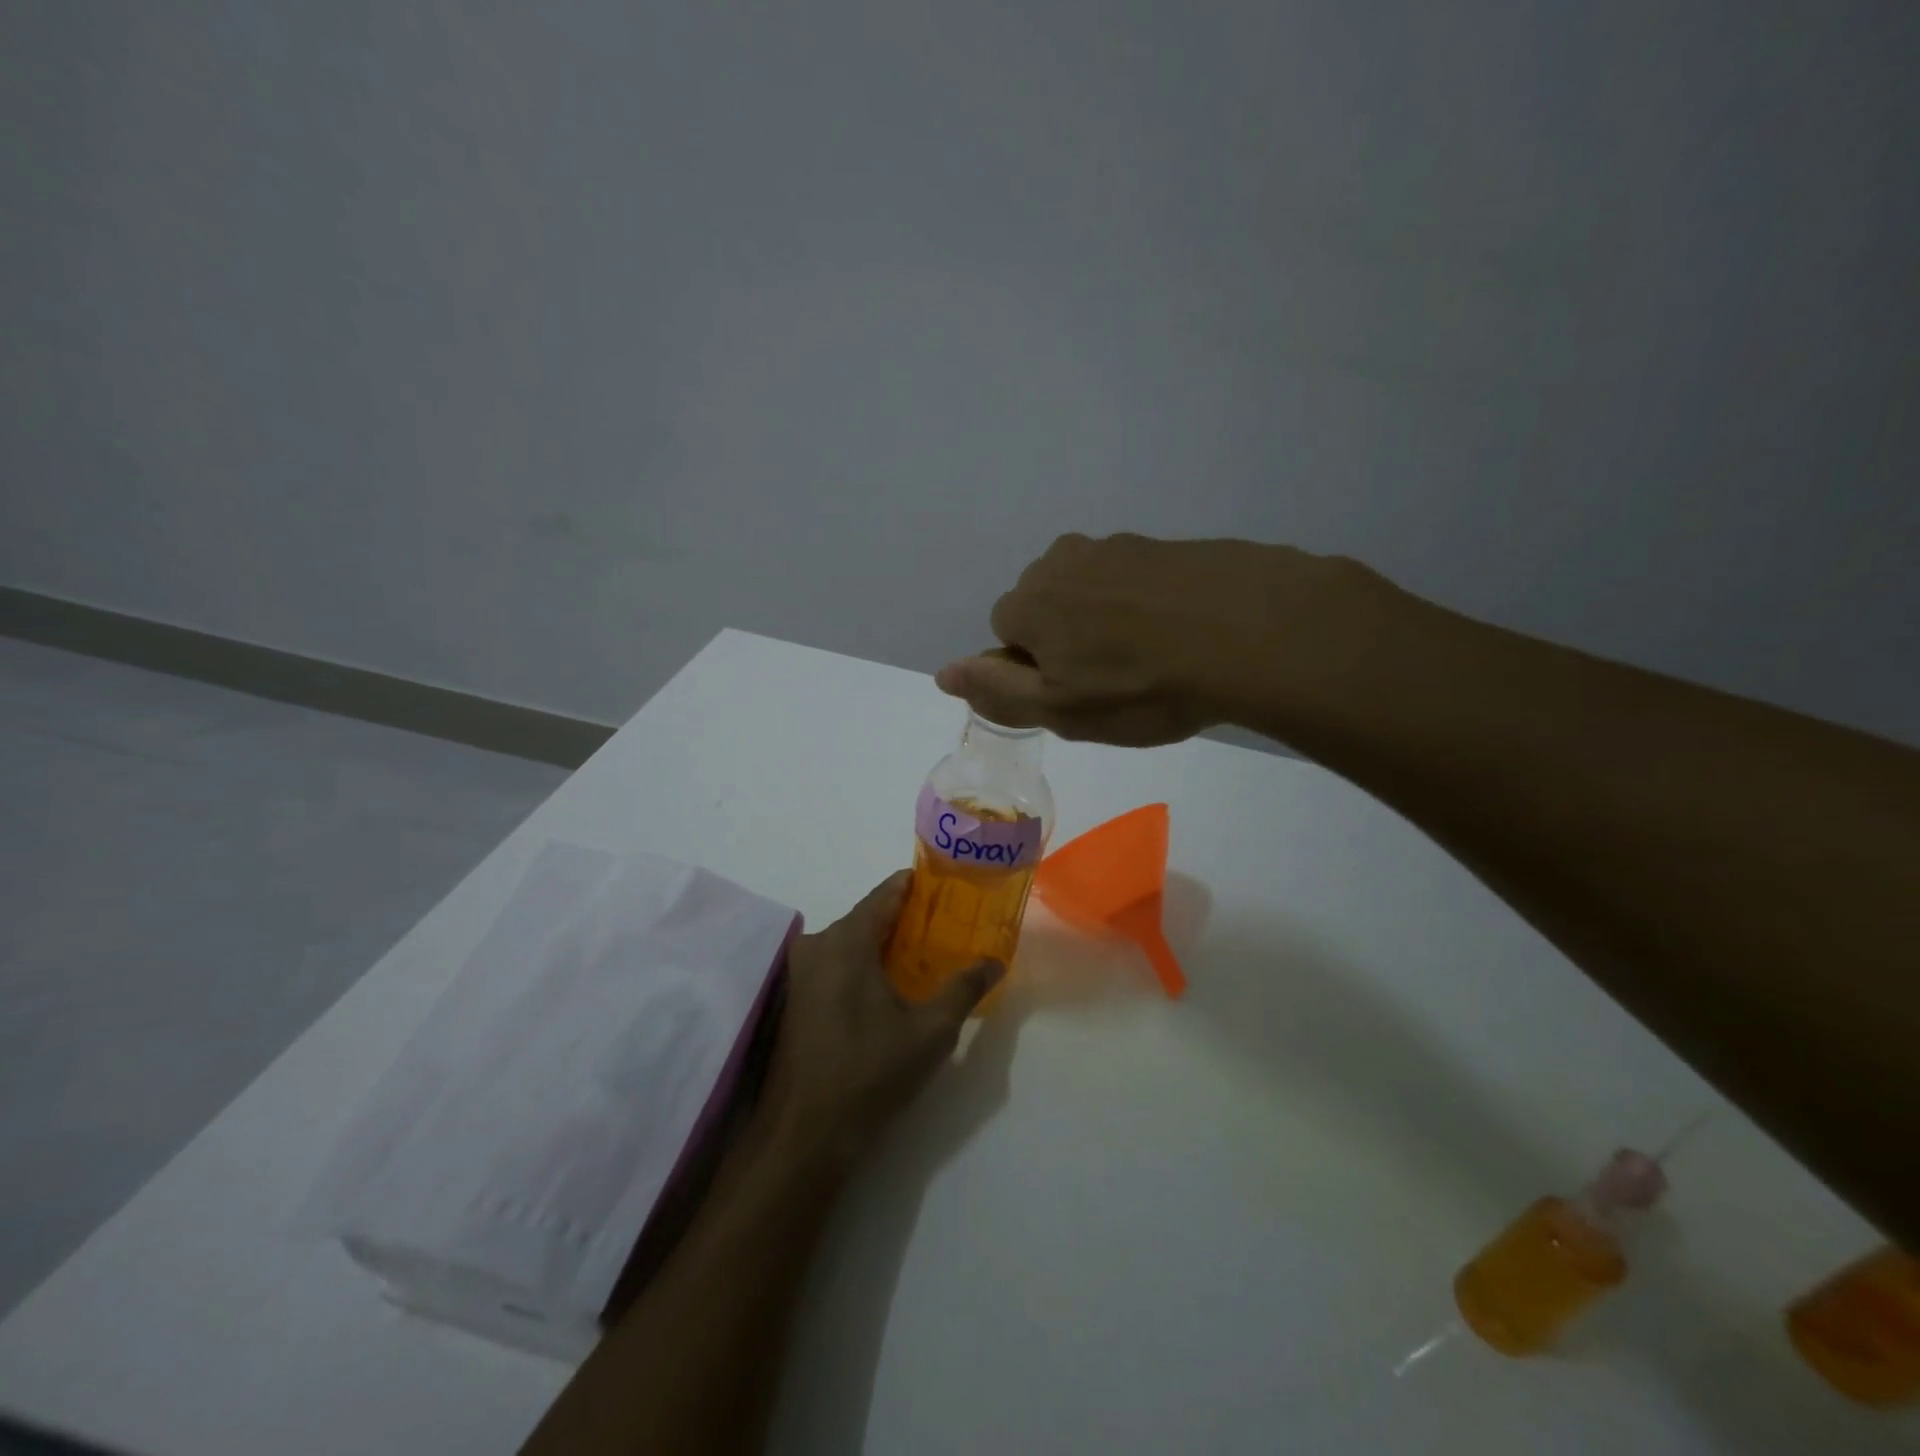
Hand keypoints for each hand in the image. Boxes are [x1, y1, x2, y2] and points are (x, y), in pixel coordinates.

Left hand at [760, 872, 1003, 1167]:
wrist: (806, 1133)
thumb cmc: (871, 1072)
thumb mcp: (931, 1030)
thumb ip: (964, 988)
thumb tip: (995, 961)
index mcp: (847, 940)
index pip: (886, 893)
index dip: (918, 885)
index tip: (949, 886)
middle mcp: (818, 944)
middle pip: (868, 915)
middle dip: (907, 917)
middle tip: (947, 925)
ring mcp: (801, 972)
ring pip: (851, 940)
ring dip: (885, 943)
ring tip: (926, 954)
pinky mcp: (796, 998)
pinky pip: (837, 962)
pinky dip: (865, 963)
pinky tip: (890, 985)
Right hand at [935, 533, 1376, 745]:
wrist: (1251, 632)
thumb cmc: (1143, 685)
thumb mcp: (1061, 709)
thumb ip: (997, 690)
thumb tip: (944, 673)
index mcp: (1030, 601)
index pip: (1005, 633)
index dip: (1036, 668)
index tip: (1076, 691)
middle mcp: (1062, 561)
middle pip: (1045, 606)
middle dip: (1067, 639)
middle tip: (1114, 680)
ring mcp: (1116, 547)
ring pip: (1090, 591)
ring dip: (1106, 621)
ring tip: (1152, 658)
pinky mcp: (1164, 545)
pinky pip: (1134, 581)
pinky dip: (1145, 605)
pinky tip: (1180, 633)